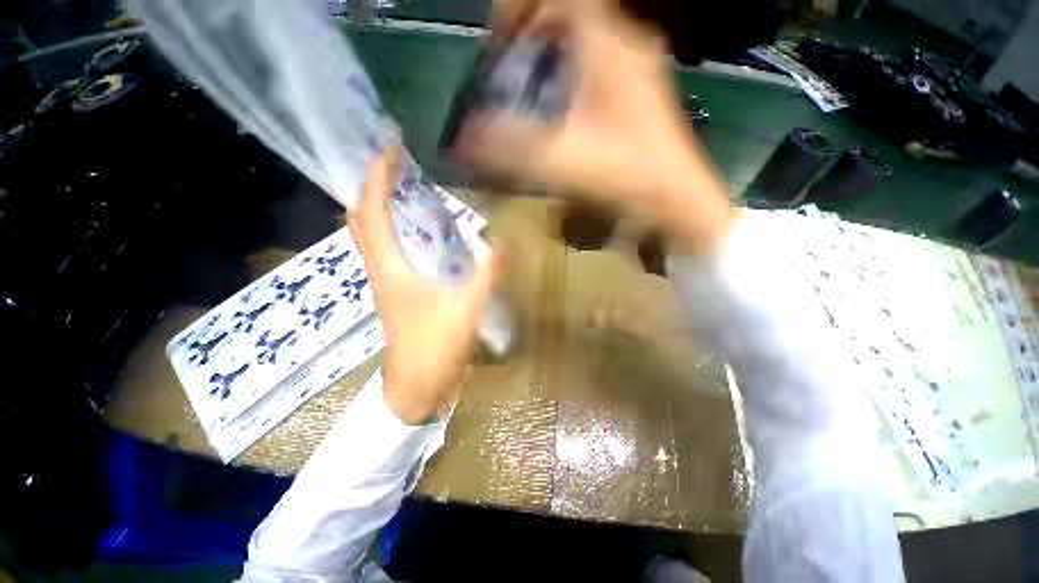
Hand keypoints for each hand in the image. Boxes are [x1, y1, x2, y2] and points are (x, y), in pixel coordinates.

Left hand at [348, 149, 500, 424]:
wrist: (417, 387)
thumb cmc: (435, 348)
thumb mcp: (467, 308)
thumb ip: (487, 274)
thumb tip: (505, 242)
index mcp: (390, 267)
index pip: (374, 210)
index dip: (378, 176)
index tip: (390, 148)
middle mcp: (380, 269)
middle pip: (361, 219)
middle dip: (372, 187)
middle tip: (393, 166)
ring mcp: (385, 282)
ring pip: (370, 236)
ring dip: (380, 207)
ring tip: (402, 190)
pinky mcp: (395, 293)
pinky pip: (386, 251)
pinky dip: (393, 231)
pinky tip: (416, 231)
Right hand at [457, 0, 733, 253]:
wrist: (677, 202)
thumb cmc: (627, 177)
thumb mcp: (564, 161)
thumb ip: (512, 151)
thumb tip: (464, 143)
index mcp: (608, 47)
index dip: (520, 7)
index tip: (497, 42)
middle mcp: (626, 46)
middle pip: (573, 13)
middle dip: (533, 31)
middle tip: (508, 63)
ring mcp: (637, 70)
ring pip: (587, 39)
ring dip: (553, 53)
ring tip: (529, 84)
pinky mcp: (639, 94)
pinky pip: (599, 64)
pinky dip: (572, 73)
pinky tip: (562, 107)